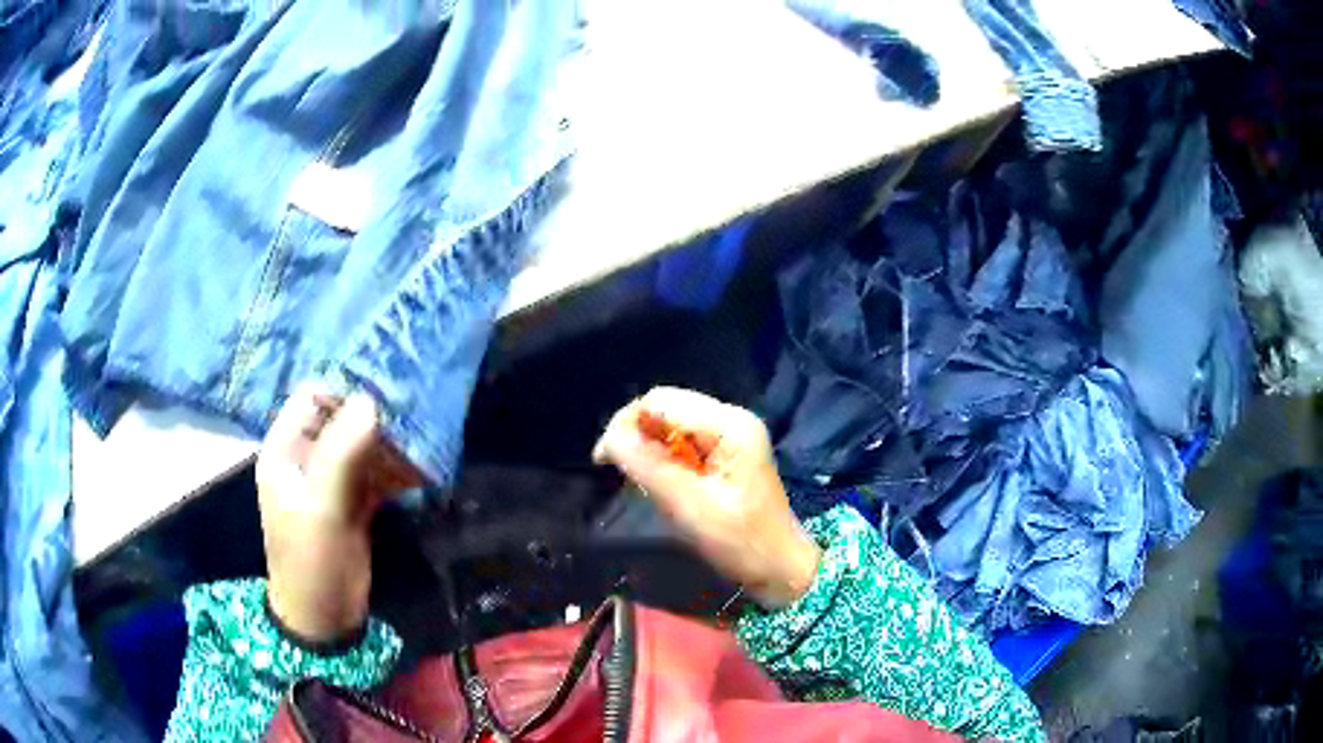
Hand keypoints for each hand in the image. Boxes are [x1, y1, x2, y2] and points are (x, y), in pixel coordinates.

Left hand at [257, 385, 421, 641]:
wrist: (324, 619)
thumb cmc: (310, 560)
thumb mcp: (320, 505)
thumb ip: (341, 452)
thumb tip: (372, 400)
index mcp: (286, 449)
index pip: (313, 397)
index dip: (345, 390)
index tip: (386, 393)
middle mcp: (308, 457)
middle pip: (342, 418)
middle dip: (376, 416)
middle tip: (414, 415)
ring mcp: (333, 480)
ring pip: (364, 444)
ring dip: (391, 444)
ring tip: (424, 444)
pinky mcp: (355, 501)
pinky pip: (378, 473)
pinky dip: (398, 470)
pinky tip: (422, 471)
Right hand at [593, 387, 821, 607]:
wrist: (779, 569)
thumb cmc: (739, 541)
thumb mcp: (688, 505)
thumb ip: (647, 465)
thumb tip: (609, 437)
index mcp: (729, 424)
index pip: (660, 401)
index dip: (626, 423)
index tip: (604, 460)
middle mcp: (730, 419)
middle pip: (665, 408)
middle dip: (635, 434)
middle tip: (617, 472)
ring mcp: (730, 435)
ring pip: (670, 425)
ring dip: (648, 448)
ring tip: (638, 480)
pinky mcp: (726, 452)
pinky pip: (682, 442)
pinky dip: (663, 458)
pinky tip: (658, 481)